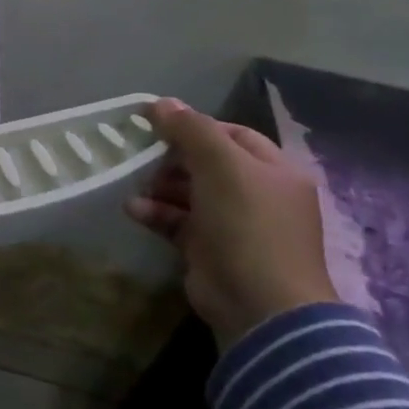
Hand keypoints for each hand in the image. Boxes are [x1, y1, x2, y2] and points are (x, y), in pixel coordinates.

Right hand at [125, 98, 336, 349]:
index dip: (195, 127)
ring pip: (190, 192)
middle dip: (172, 158)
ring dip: (159, 186)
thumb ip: (190, 129)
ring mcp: (236, 225)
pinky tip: (134, 210)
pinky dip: (157, 214)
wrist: (260, 306)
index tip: (158, 124)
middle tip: (143, 156)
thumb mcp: (220, 165)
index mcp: (274, 171)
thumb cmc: (247, 224)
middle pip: (208, 163)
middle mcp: (258, 195)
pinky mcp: (211, 250)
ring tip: (136, 185)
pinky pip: (179, 222)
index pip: (232, 134)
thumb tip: (161, 102)